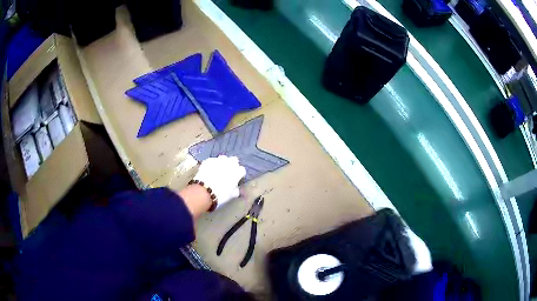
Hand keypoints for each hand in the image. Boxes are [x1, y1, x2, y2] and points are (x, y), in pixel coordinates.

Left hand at [194, 155, 246, 207]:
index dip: (239, 175)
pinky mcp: (208, 160)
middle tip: (229, 172)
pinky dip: (212, 164)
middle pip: (234, 160)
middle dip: (232, 165)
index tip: (237, 179)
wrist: (204, 190)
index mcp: (237, 171)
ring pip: (223, 158)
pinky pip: (212, 161)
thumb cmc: (221, 194)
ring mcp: (218, 160)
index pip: (242, 170)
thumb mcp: (232, 195)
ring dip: (222, 163)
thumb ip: (236, 190)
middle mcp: (229, 163)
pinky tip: (209, 170)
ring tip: (218, 170)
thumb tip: (236, 188)